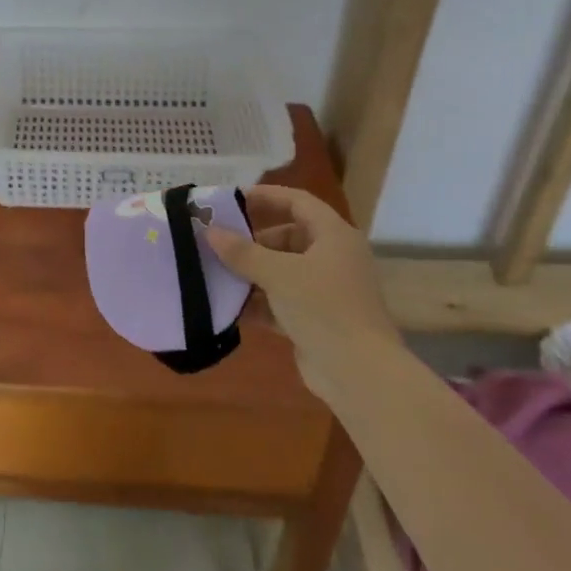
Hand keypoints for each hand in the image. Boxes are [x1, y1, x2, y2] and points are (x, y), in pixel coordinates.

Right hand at [208, 184, 397, 396]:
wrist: (359, 374)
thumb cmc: (323, 308)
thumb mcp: (278, 274)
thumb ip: (242, 252)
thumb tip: (210, 231)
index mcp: (333, 236)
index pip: (297, 202)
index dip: (265, 196)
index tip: (230, 200)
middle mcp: (332, 258)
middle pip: (287, 237)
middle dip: (251, 241)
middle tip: (216, 243)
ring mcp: (325, 290)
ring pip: (281, 271)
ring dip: (250, 273)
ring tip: (215, 273)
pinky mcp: (315, 319)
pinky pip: (280, 301)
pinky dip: (257, 302)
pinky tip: (228, 307)